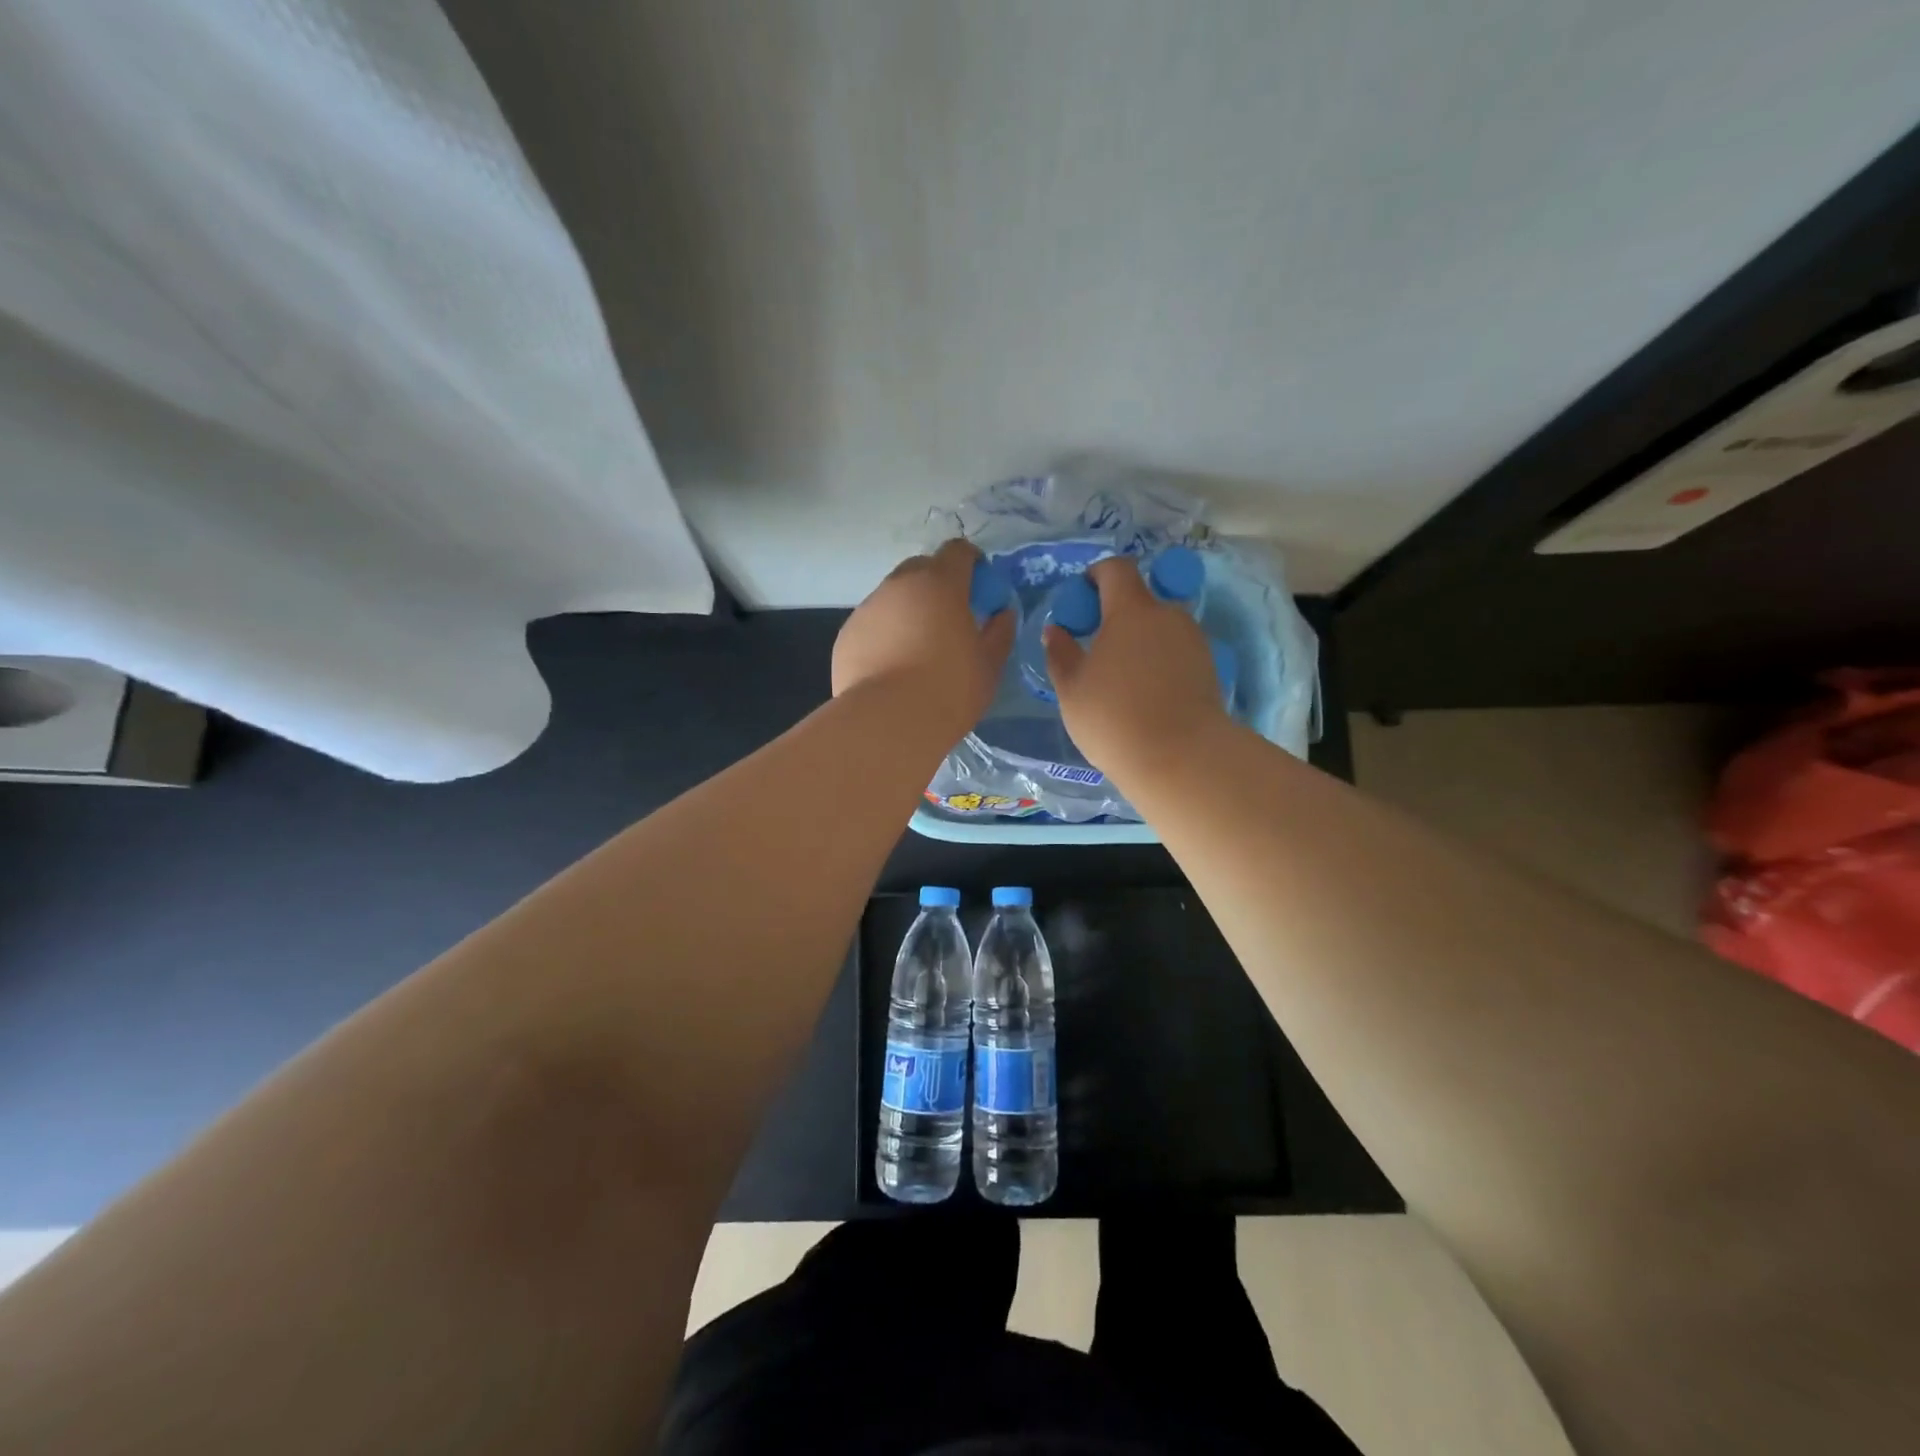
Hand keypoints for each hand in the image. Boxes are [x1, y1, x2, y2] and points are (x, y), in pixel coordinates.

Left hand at [832, 539, 1014, 729]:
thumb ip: (999, 632)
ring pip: (893, 597)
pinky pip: (872, 624)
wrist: (888, 722)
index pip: (957, 551)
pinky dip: (885, 635)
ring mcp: (868, 608)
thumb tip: (1002, 614)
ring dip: (908, 610)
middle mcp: (899, 585)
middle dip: (937, 584)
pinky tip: (892, 667)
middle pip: (921, 568)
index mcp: (940, 583)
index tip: (979, 588)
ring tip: (917, 649)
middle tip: (949, 618)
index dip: (971, 563)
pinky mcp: (846, 634)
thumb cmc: (950, 689)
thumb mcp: (989, 664)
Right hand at [1043, 556, 1230, 780]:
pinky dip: (1157, 661)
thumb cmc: (1114, 718)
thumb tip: (1056, 630)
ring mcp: (1193, 641)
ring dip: (1138, 641)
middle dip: (1116, 615)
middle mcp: (1168, 616)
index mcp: (1132, 610)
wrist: (1181, 758)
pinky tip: (1144, 695)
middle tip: (1095, 649)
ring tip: (1120, 679)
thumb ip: (1060, 653)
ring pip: (1159, 628)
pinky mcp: (1208, 668)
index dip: (1096, 575)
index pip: (1116, 569)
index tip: (1081, 598)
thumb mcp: (1071, 689)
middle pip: (1140, 600)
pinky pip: (1175, 652)